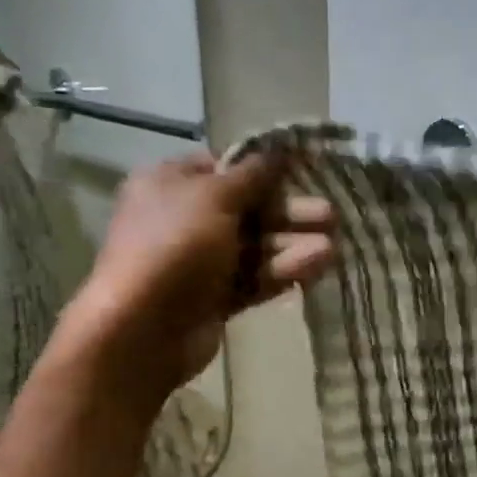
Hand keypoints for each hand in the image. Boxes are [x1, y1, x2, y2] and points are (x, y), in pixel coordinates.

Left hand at [65, 141, 339, 401]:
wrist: (144, 327)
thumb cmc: (175, 246)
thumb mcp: (214, 197)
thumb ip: (253, 175)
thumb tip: (281, 149)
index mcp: (171, 183)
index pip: (224, 168)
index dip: (264, 171)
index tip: (304, 173)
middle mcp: (184, 219)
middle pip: (247, 210)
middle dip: (290, 214)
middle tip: (330, 216)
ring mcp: (199, 262)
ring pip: (254, 249)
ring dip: (292, 247)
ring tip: (332, 250)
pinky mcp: (214, 299)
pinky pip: (252, 280)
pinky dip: (281, 274)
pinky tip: (316, 270)